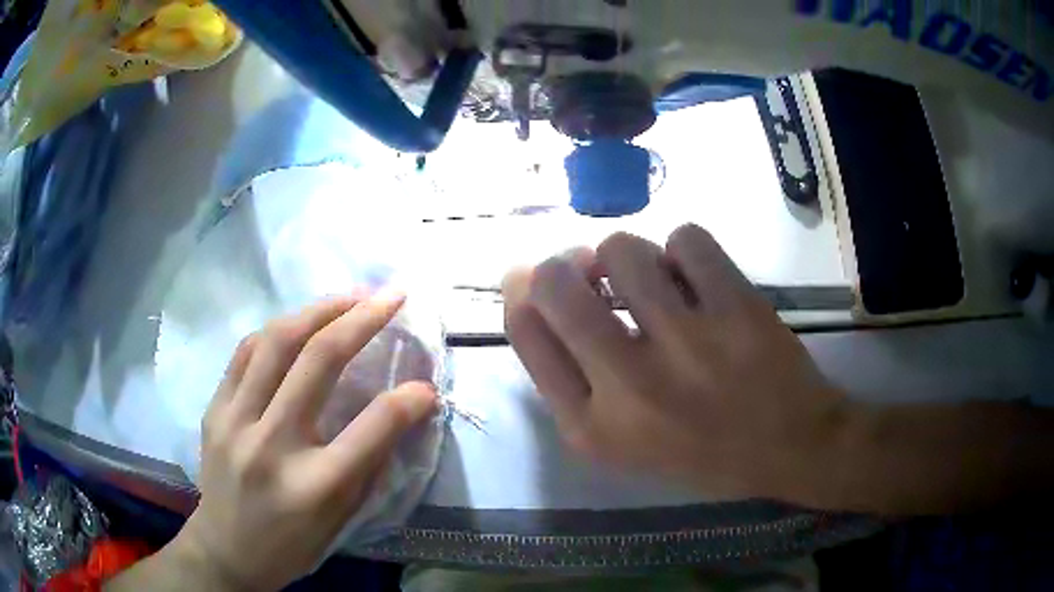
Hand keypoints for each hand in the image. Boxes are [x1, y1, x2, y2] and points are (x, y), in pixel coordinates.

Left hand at [165, 293, 437, 589]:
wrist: (225, 550)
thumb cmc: (291, 544)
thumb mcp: (340, 520)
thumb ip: (367, 464)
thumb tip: (399, 411)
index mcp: (314, 486)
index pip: (371, 428)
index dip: (408, 400)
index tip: (427, 385)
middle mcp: (271, 445)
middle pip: (319, 362)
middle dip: (362, 318)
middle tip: (389, 296)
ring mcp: (235, 422)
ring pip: (276, 342)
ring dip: (318, 310)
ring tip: (347, 298)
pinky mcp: (214, 410)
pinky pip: (245, 352)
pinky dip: (277, 330)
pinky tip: (297, 324)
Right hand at [502, 224, 850, 505]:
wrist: (790, 446)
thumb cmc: (701, 450)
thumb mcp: (619, 443)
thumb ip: (571, 381)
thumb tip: (539, 292)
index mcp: (592, 426)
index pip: (524, 327)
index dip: (523, 287)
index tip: (540, 276)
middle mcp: (629, 386)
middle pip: (556, 282)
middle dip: (564, 263)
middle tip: (590, 268)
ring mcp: (688, 344)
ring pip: (622, 248)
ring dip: (630, 255)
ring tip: (654, 279)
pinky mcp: (737, 309)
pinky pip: (685, 237)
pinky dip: (685, 248)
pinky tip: (697, 277)